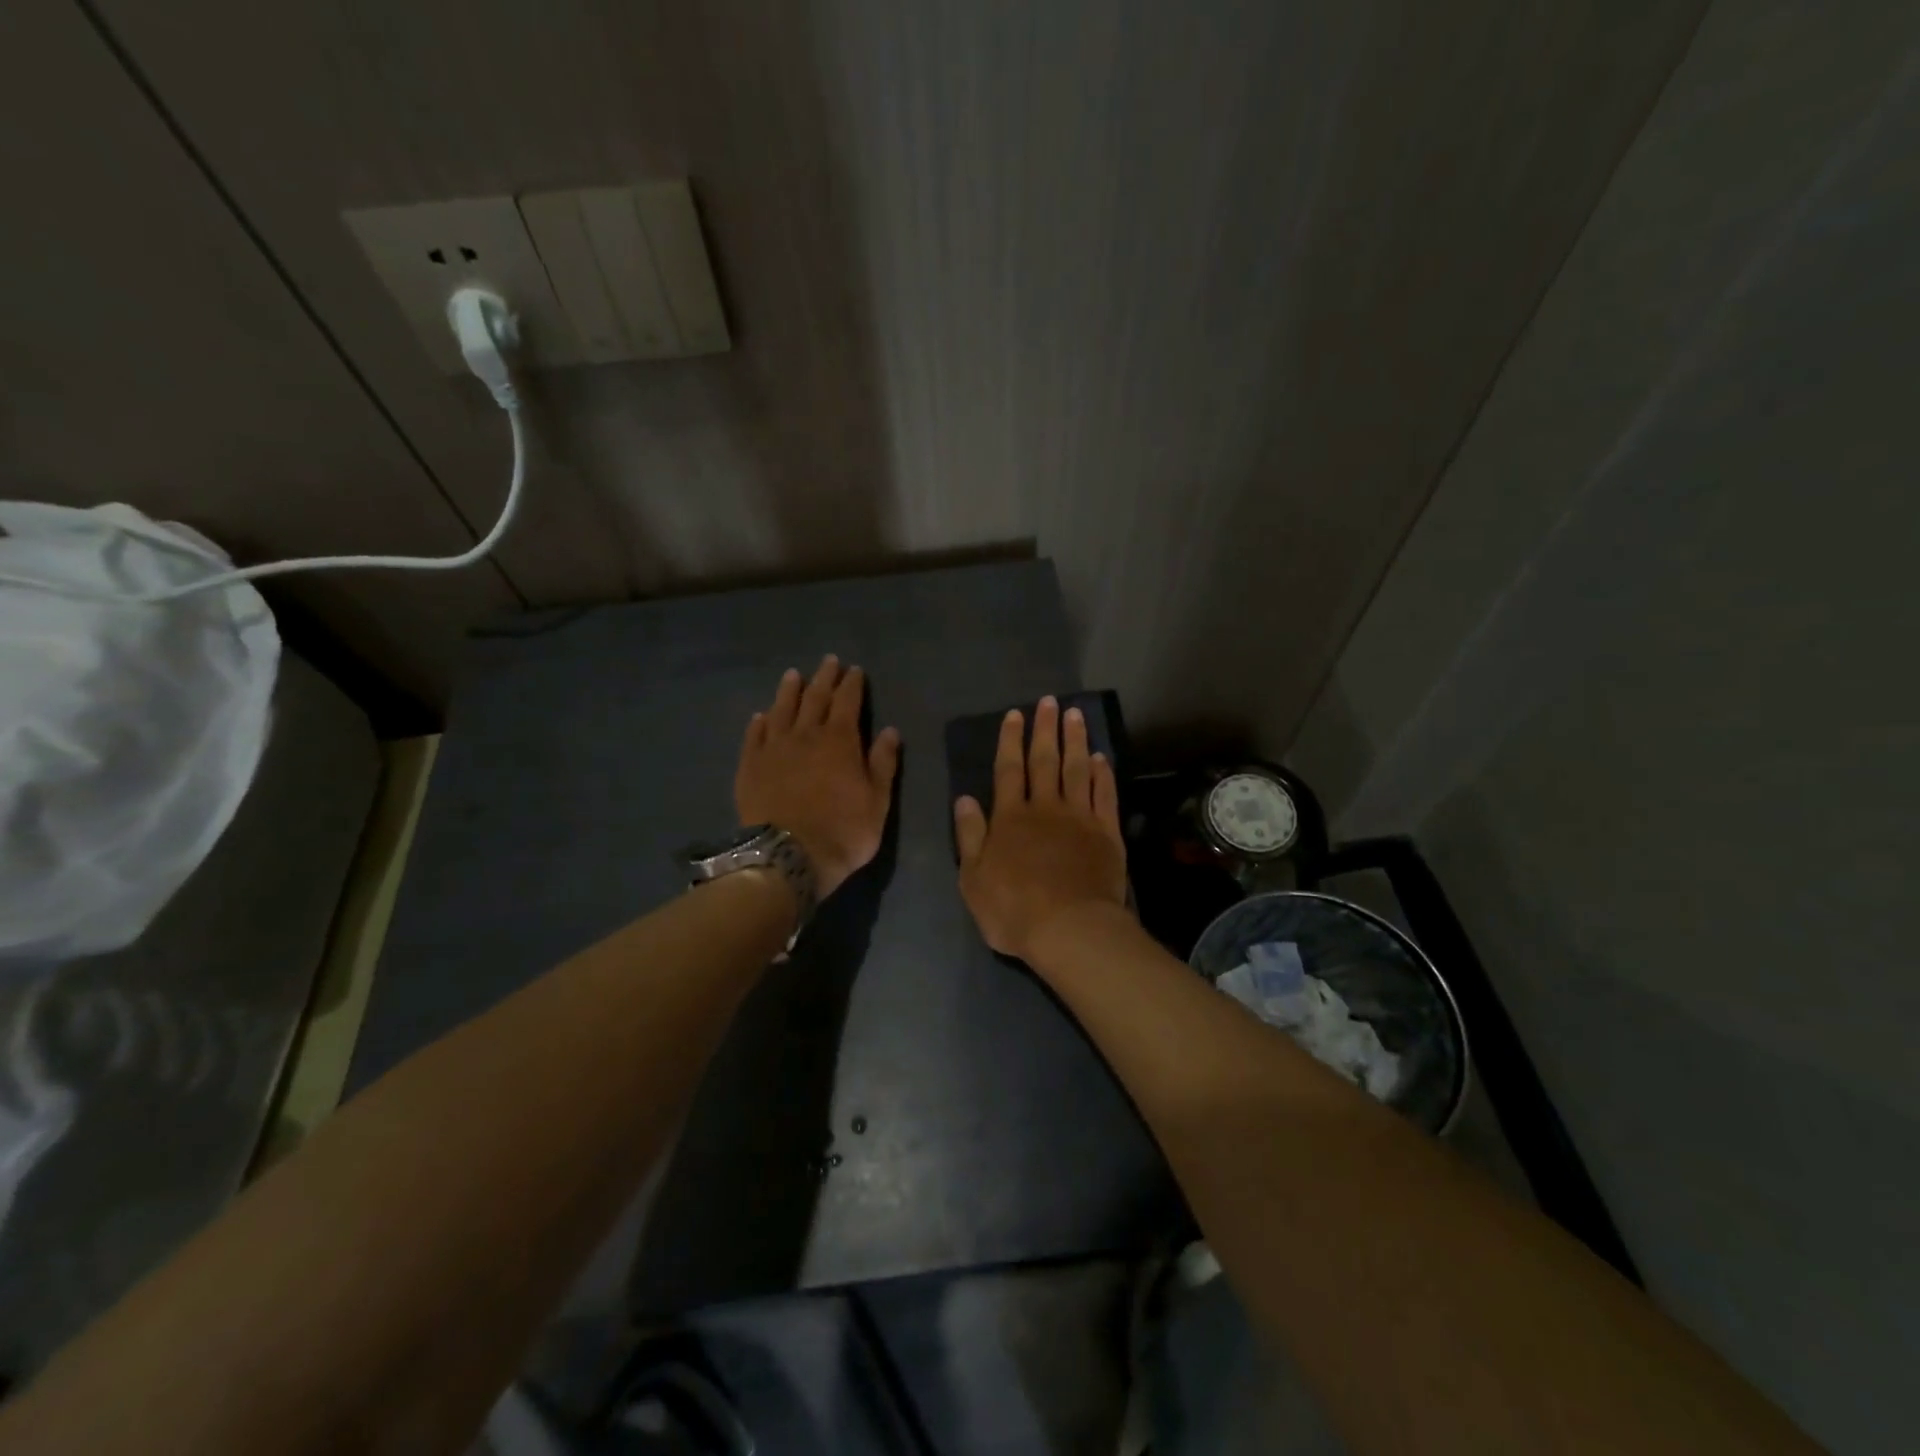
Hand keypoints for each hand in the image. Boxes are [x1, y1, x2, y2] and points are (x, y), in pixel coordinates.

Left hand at [735, 656, 900, 899]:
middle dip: (824, 677)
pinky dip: (759, 722)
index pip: (847, 701)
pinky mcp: (750, 766)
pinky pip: (754, 736)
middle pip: (815, 697)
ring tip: (793, 675)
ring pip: (781, 709)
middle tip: (828, 661)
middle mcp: (805, 735)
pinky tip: (761, 715)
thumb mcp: (878, 801)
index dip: (852, 684)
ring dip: (789, 690)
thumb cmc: (843, 831)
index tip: (854, 670)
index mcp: (840, 740)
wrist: (788, 856)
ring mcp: (774, 748)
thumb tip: (890, 731)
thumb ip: (883, 763)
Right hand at [954, 697, 1127, 962]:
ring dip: (1076, 740)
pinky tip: (1101, 758)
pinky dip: (1102, 774)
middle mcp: (1045, 808)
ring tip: (1076, 715)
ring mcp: (1079, 818)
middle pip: (1045, 760)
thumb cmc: (1013, 909)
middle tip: (1049, 701)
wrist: (1070, 929)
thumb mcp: (973, 879)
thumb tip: (963, 798)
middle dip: (1045, 729)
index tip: (1015, 715)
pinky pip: (1104, 795)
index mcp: (1010, 817)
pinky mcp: (1106, 833)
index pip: (1008, 769)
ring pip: (1077, 770)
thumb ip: (969, 835)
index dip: (1010, 740)